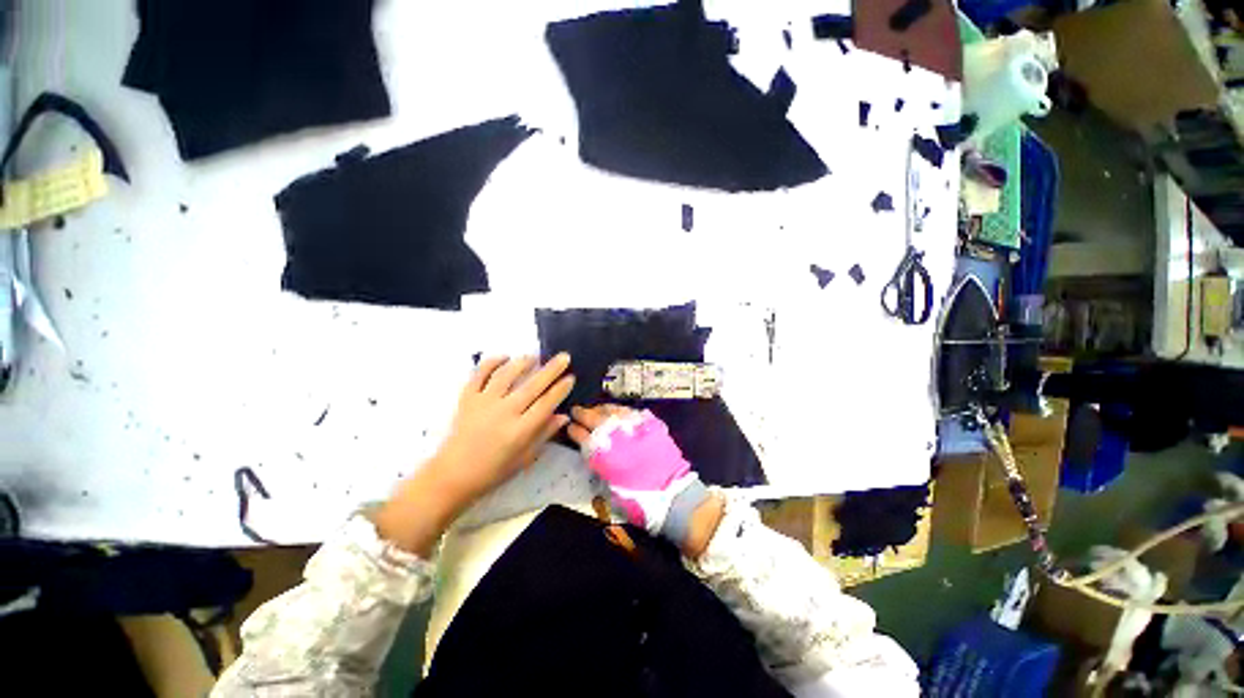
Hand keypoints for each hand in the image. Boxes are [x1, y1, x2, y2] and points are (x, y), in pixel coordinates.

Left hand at [434, 354, 575, 502]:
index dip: (560, 389)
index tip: (571, 377)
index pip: (546, 404)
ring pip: (506, 375)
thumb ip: (544, 434)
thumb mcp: (525, 458)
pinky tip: (504, 357)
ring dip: (523, 363)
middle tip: (564, 357)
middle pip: (532, 386)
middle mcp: (504, 412)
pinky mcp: (467, 398)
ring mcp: (484, 403)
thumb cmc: (493, 470)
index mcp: (519, 430)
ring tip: (534, 357)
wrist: (453, 475)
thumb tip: (563, 416)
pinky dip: (492, 362)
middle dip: (551, 369)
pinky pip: (480, 374)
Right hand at [569, 405, 722, 557]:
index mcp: (604, 453)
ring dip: (601, 409)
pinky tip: (617, 411)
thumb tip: (595, 451)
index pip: (583, 435)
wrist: (672, 494)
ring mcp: (633, 427)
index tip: (570, 426)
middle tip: (577, 410)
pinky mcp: (649, 424)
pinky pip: (630, 411)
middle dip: (583, 413)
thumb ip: (601, 465)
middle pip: (596, 418)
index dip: (574, 430)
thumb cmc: (639, 499)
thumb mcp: (611, 486)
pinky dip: (620, 410)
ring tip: (595, 409)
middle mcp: (617, 436)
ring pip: (613, 410)